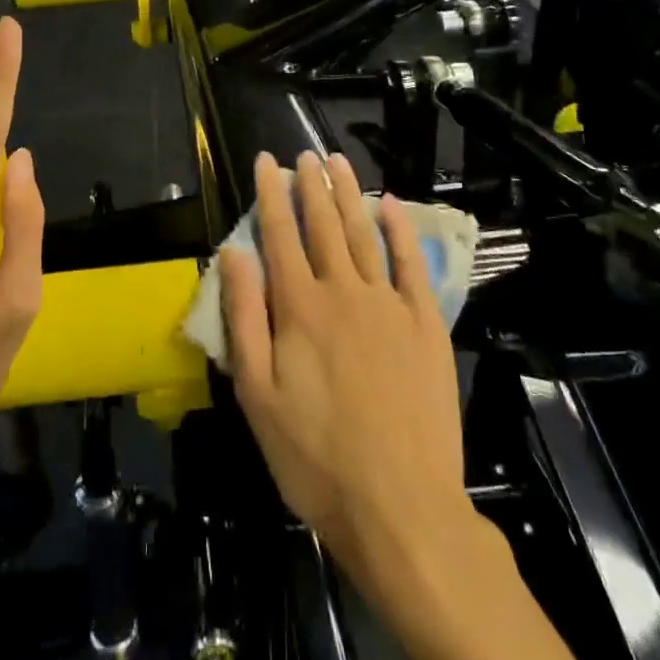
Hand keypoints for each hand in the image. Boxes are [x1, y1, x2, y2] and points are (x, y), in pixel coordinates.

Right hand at [220, 151, 468, 567]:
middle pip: (324, 224)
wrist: (401, 506)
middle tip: (304, 153)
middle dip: (311, 183)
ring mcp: (388, 304)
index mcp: (299, 306)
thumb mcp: (257, 394)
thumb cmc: (315, 456)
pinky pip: (411, 264)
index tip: (266, 160)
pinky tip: (392, 205)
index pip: (280, 233)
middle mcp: (343, 290)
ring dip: (348, 193)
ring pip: (364, 233)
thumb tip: (234, 253)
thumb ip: (244, 317)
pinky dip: (401, 230)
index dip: (271, 193)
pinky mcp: (425, 323)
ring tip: (337, 161)